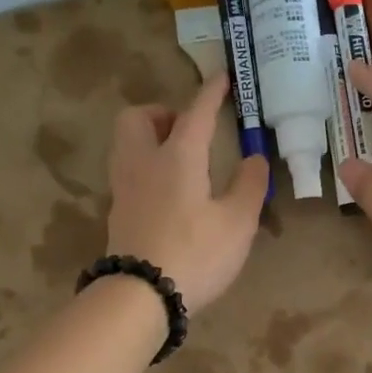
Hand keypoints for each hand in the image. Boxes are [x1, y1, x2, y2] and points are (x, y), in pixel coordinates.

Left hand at [105, 74, 270, 313]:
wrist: (140, 296)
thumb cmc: (195, 254)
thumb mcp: (237, 222)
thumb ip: (249, 185)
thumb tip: (254, 158)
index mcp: (177, 156)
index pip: (196, 112)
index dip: (211, 92)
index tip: (221, 76)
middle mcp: (143, 163)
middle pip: (137, 118)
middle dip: (161, 113)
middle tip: (186, 129)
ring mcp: (124, 189)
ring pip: (126, 145)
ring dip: (149, 139)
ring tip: (179, 160)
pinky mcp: (117, 214)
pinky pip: (128, 173)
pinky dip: (146, 169)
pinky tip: (167, 193)